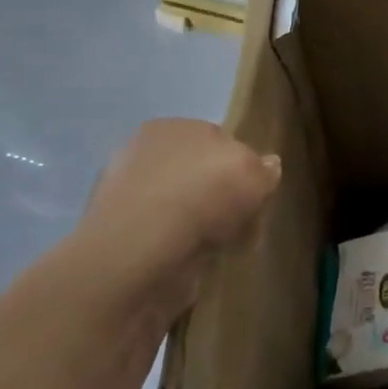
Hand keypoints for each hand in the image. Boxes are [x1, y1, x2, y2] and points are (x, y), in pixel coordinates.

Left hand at [74, 120, 279, 309]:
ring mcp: (126, 196)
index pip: (217, 139)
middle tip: (241, 221)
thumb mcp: (254, 175)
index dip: (240, 165)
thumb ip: (264, 169)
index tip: (254, 192)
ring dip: (200, 223)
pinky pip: (164, 237)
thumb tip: (268, 165)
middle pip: (198, 173)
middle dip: (219, 195)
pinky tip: (196, 261)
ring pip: (181, 206)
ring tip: (222, 246)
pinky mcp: (119, 236)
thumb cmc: (201, 198)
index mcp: (172, 127)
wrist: (139, 252)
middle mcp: (143, 154)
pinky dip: (181, 247)